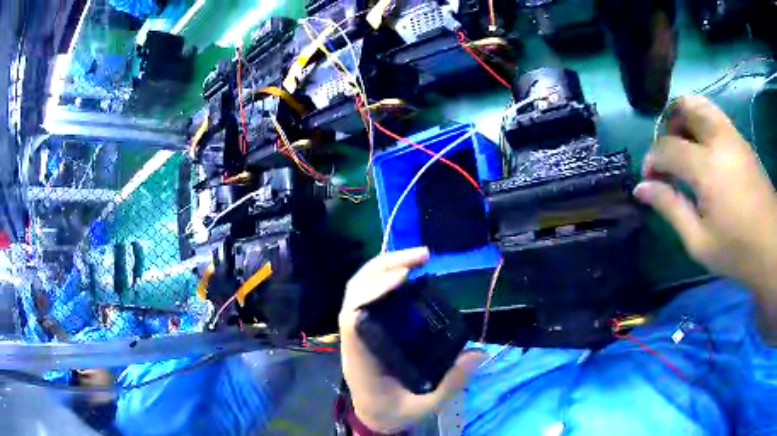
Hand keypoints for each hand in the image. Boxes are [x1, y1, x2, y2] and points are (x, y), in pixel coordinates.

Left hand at [339, 247, 486, 432]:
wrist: (374, 417)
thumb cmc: (392, 412)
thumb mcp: (423, 405)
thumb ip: (450, 383)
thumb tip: (478, 353)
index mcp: (360, 359)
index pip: (352, 316)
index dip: (372, 291)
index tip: (403, 277)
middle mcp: (354, 339)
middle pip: (355, 291)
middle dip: (384, 266)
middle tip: (422, 256)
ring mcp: (357, 332)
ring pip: (358, 288)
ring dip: (384, 267)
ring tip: (419, 258)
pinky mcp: (366, 329)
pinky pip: (368, 295)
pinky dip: (385, 278)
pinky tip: (409, 275)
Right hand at [635, 95, 776, 332]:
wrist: (771, 245)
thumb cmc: (737, 250)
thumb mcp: (699, 241)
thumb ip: (671, 208)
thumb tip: (641, 188)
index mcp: (706, 168)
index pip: (667, 147)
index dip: (652, 159)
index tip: (649, 179)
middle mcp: (718, 140)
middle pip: (683, 107)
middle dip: (668, 124)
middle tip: (667, 153)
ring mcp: (732, 135)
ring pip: (700, 104)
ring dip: (685, 118)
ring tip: (684, 146)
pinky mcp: (741, 140)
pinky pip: (715, 117)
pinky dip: (702, 124)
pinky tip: (704, 152)